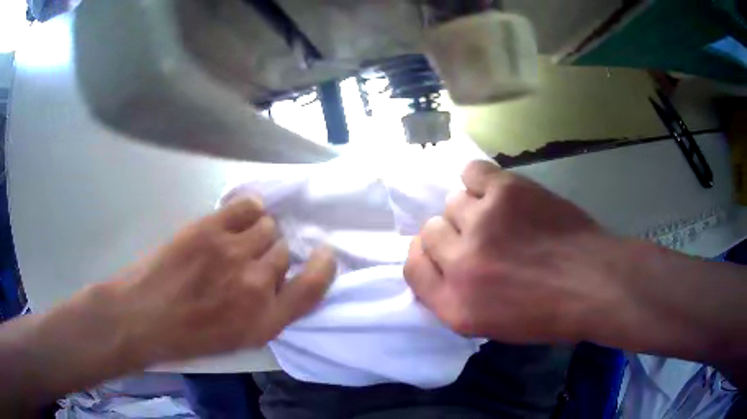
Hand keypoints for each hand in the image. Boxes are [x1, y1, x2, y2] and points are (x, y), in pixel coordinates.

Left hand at [113, 198, 335, 364]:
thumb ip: (268, 312)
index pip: (313, 287)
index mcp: (265, 320)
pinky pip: (248, 206)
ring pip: (268, 226)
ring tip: (239, 239)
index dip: (324, 266)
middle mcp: (256, 285)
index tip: (324, 254)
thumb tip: (279, 279)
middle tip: (251, 259)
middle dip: (272, 254)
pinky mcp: (210, 229)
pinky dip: (250, 208)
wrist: (144, 316)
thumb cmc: (189, 335)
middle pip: (285, 251)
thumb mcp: (239, 340)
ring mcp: (233, 253)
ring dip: (258, 232)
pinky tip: (239, 217)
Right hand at [405, 160, 621, 343]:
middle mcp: (461, 264)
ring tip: (501, 217)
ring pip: (452, 202)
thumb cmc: (549, 312)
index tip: (442, 251)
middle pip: (430, 231)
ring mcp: (482, 223)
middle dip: (452, 235)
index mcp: (455, 305)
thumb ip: (457, 297)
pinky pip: (472, 173)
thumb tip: (442, 264)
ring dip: (472, 210)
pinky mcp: (506, 191)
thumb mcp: (492, 325)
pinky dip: (480, 181)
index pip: (413, 268)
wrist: (594, 283)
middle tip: (482, 238)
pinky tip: (499, 192)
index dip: (424, 256)